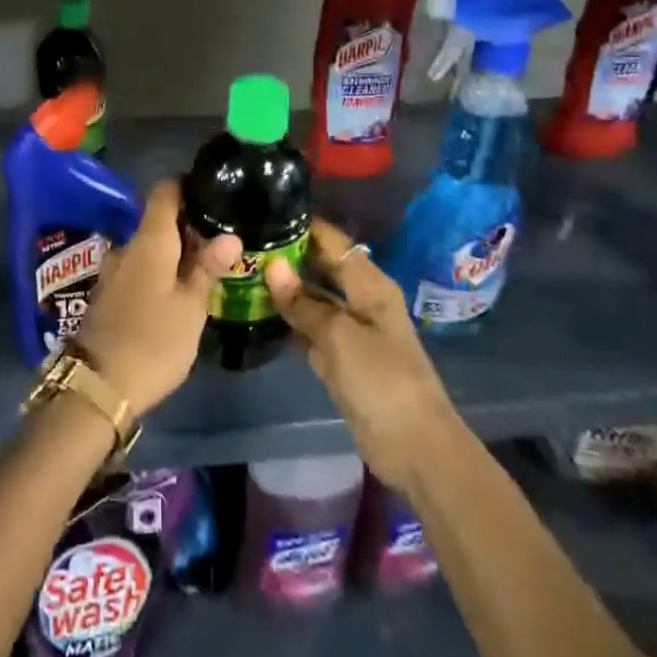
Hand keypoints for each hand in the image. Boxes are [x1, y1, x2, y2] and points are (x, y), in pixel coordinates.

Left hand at [76, 179, 241, 418]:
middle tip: (222, 234)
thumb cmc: (154, 341)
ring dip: (174, 250)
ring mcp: (113, 270)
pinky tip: (179, 288)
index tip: (212, 191)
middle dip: (188, 223)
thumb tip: (231, 235)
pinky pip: (139, 267)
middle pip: (158, 220)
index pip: (164, 191)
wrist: (98, 386)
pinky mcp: (108, 293)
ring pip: (149, 247)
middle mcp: (127, 247)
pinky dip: (160, 269)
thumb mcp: (191, 307)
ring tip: (206, 263)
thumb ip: (208, 267)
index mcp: (149, 241)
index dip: (187, 185)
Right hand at [263, 217, 457, 494]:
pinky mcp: (340, 359)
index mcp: (369, 285)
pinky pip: (310, 330)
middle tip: (246, 243)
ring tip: (244, 271)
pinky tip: (259, 312)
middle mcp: (360, 300)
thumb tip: (272, 266)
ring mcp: (350, 331)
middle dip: (289, 257)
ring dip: (285, 290)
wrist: (413, 445)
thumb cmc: (381, 379)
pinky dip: (289, 321)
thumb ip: (304, 303)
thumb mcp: (339, 335)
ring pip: (313, 300)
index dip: (304, 226)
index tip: (267, 211)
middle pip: (321, 268)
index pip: (333, 242)